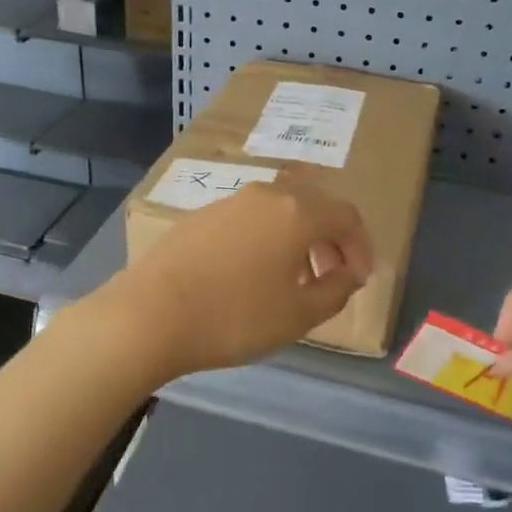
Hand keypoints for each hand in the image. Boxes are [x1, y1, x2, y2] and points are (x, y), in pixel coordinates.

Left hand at [95, 176, 373, 381]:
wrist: (150, 314)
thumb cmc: (235, 317)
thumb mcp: (299, 315)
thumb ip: (336, 290)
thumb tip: (349, 273)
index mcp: (296, 212)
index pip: (347, 216)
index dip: (361, 246)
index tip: (360, 279)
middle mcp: (265, 195)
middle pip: (313, 206)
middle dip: (331, 239)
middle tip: (333, 276)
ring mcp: (229, 202)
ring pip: (279, 211)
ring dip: (298, 239)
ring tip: (294, 279)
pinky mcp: (200, 216)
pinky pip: (249, 219)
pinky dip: (266, 239)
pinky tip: (252, 275)